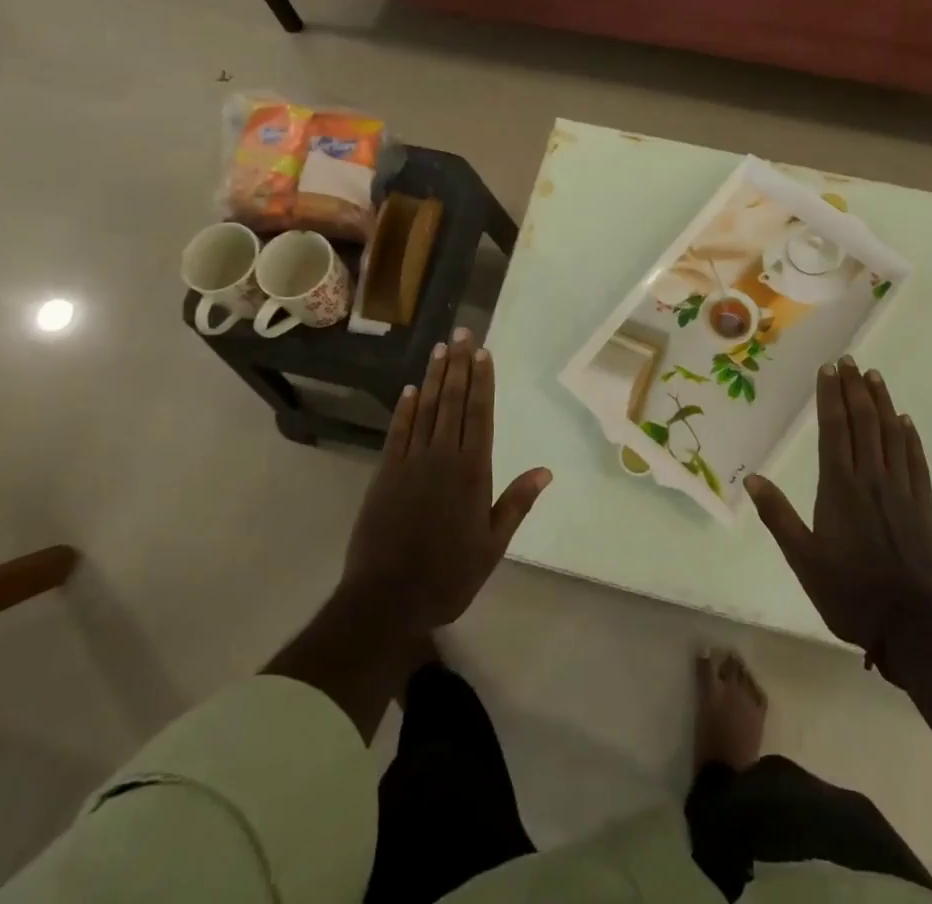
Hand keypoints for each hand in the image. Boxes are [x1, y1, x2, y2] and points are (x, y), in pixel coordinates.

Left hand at [342, 329, 551, 633]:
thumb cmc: (448, 574)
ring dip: (433, 376)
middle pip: (452, 401)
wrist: (387, 598)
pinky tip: (410, 389)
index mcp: (472, 471)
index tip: (483, 351)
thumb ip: (516, 503)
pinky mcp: (385, 473)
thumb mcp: (492, 545)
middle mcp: (442, 456)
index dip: (482, 380)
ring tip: (440, 348)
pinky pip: (398, 432)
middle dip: (459, 364)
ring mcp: (410, 462)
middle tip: (462, 332)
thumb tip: (546, 471)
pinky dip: (404, 408)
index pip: (480, 414)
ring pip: (425, 408)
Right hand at [745, 357, 931, 654]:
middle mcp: (871, 478)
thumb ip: (778, 516)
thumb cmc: (849, 592)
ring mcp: (901, 490)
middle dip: (855, 388)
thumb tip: (751, 478)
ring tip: (875, 377)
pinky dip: (910, 437)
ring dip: (882, 403)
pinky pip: (916, 461)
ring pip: (891, 435)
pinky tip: (906, 421)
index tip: (828, 369)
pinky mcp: (923, 506)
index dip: (830, 396)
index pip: (834, 429)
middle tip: (850, 361)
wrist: (913, 626)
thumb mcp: (803, 559)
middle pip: (864, 422)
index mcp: (839, 487)